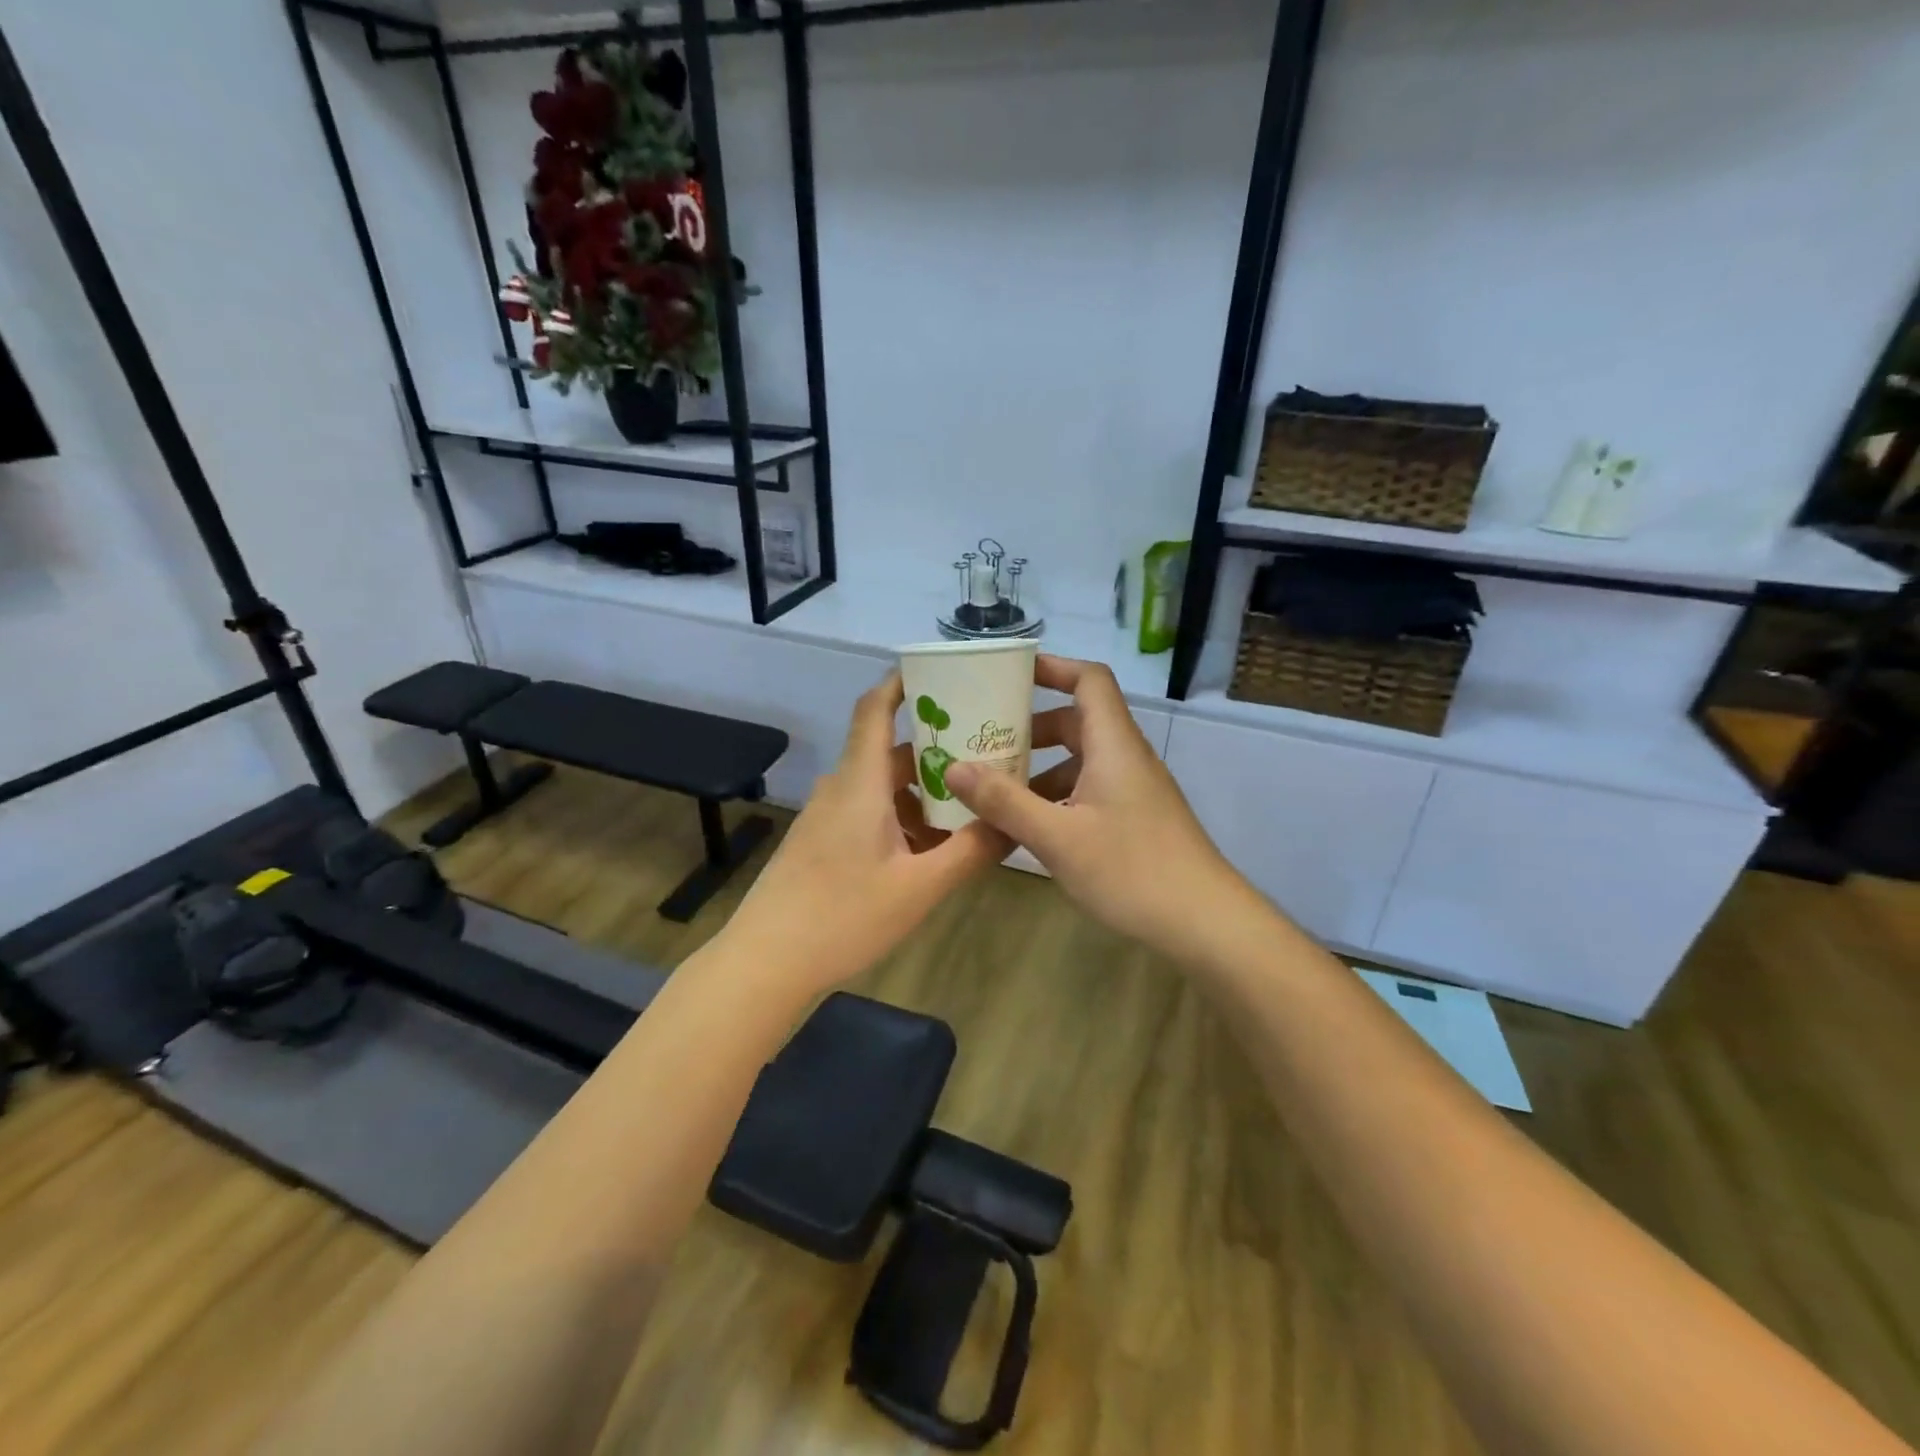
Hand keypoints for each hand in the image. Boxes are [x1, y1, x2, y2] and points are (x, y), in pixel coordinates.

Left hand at [724, 672, 1010, 995]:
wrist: (765, 962)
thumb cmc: (842, 916)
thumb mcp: (919, 887)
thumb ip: (971, 851)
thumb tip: (1014, 822)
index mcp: (860, 782)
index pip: (874, 708)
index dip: (902, 682)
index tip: (940, 673)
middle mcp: (841, 788)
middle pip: (889, 751)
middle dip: (935, 749)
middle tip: (985, 754)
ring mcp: (827, 817)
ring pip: (881, 787)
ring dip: (921, 791)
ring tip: (968, 806)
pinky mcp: (821, 842)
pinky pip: (868, 813)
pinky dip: (901, 817)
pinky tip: (929, 850)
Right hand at [944, 655, 1254, 962]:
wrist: (1204, 923)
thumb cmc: (1132, 870)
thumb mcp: (1058, 837)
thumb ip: (1005, 802)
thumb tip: (953, 767)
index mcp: (1113, 745)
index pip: (1089, 680)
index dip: (1053, 668)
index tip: (1009, 674)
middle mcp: (1125, 759)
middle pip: (1077, 722)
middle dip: (1031, 728)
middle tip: (987, 742)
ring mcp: (1134, 791)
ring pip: (1081, 762)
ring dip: (1040, 770)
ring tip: (996, 791)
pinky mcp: (1135, 820)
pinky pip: (1089, 792)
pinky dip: (1057, 798)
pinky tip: (1030, 829)